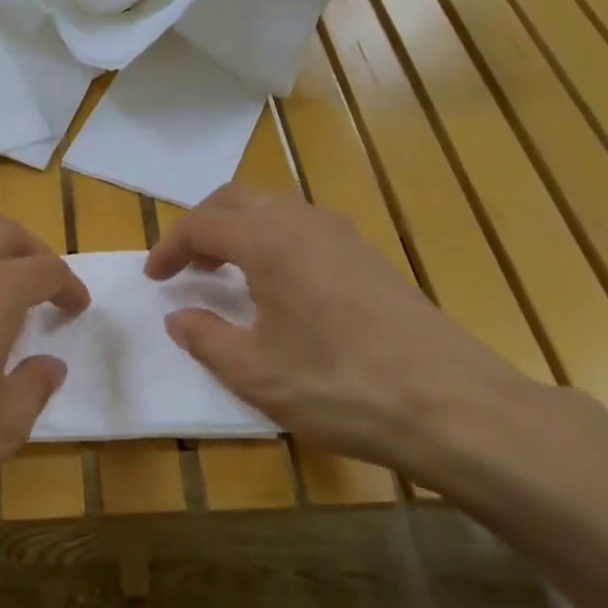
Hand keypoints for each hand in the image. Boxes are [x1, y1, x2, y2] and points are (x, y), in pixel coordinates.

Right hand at [145, 185, 539, 484]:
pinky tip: (278, 288)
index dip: (169, 247)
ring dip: (240, 231)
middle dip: (202, 227)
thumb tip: (179, 317)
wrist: (453, 407)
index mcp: (269, 240)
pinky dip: (274, 243)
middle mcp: (305, 222)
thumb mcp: (254, 372)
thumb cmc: (339, 386)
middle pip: (238, 200)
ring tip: (225, 274)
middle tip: (185, 267)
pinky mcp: (372, 257)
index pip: (203, 223)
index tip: (154, 279)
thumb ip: (205, 337)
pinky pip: (305, 229)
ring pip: (276, 210)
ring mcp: (345, 235)